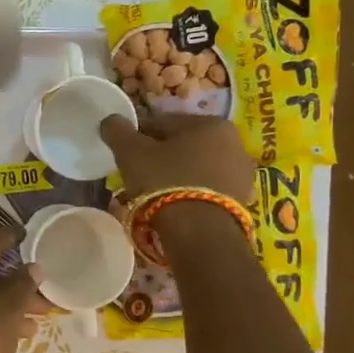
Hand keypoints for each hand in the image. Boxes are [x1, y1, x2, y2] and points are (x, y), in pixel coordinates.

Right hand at [99, 113, 257, 205]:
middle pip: (182, 145)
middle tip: (137, 174)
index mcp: (209, 123)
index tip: (123, 151)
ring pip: (195, 167)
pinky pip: (206, 188)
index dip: (138, 135)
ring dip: (175, 175)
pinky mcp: (242, 200)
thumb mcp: (131, 153)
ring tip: (153, 194)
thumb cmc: (165, 181)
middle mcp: (233, 142)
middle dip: (159, 156)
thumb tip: (111, 120)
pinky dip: (190, 192)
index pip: (163, 123)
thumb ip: (118, 131)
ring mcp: (241, 173)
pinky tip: (173, 206)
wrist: (200, 232)